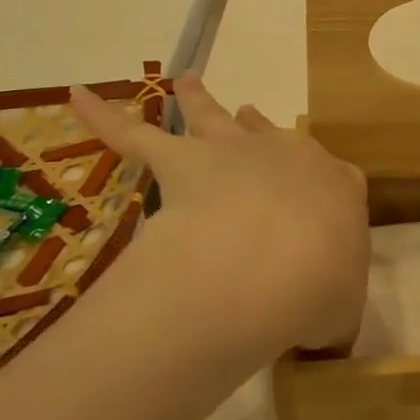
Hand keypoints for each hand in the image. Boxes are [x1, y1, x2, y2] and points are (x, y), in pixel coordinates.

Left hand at [71, 74, 369, 359]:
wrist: (280, 259)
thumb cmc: (324, 285)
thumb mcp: (342, 312)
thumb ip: (332, 318)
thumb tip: (320, 338)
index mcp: (336, 186)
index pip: (334, 177)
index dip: (323, 185)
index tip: (319, 197)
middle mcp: (287, 156)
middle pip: (269, 134)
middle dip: (259, 127)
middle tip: (249, 115)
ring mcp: (232, 152)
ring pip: (211, 116)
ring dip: (197, 98)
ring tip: (186, 81)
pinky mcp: (181, 160)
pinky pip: (133, 135)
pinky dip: (103, 117)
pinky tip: (78, 98)